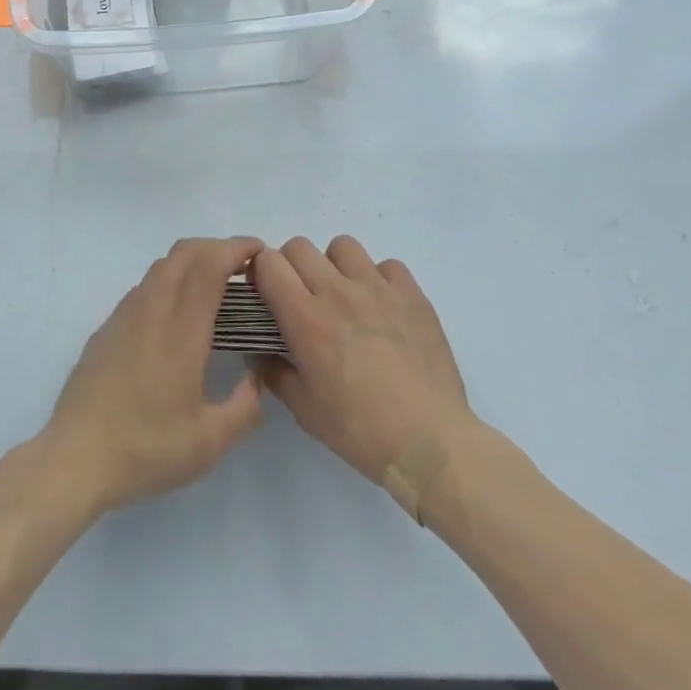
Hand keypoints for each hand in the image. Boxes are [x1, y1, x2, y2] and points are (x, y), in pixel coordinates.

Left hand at [43, 237, 266, 515]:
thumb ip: (244, 406)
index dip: (236, 249)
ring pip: (162, 266)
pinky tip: (176, 315)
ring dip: (192, 262)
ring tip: (214, 288)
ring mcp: (125, 314)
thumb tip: (256, 377)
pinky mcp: (108, 326)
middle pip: (185, 252)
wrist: (76, 456)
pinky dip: (170, 281)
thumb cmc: (147, 448)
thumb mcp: (210, 442)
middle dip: (217, 247)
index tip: (259, 253)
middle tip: (243, 269)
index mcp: (182, 329)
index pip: (209, 265)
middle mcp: (152, 308)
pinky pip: (145, 286)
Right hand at [252, 236, 475, 485]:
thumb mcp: (304, 410)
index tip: (266, 295)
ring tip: (344, 296)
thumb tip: (260, 351)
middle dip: (291, 266)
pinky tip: (383, 307)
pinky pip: (387, 265)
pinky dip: (379, 279)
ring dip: (335, 265)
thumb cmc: (360, 430)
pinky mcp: (411, 294)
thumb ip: (274, 372)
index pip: (268, 263)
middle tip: (302, 297)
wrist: (430, 443)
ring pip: (343, 246)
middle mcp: (338, 292)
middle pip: (299, 246)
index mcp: (306, 319)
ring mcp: (378, 288)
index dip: (260, 273)